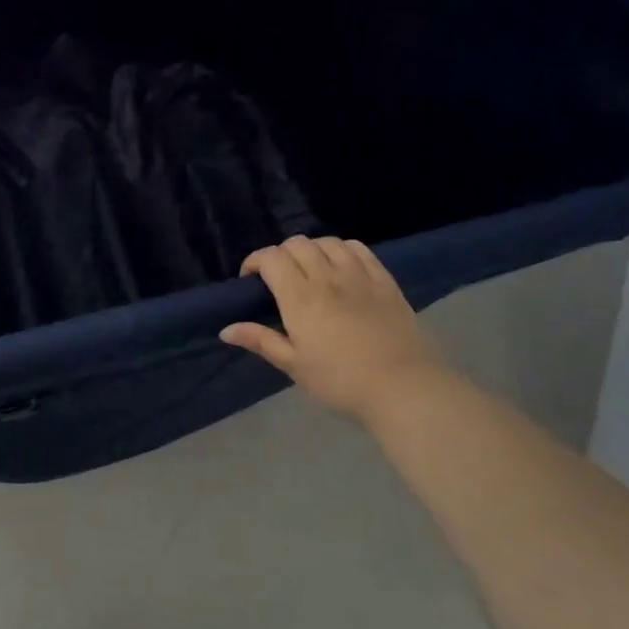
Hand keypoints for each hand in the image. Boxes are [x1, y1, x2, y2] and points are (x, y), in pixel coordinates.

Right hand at [220, 236, 443, 420]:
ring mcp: (359, 275)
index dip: (255, 261)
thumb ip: (261, 340)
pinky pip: (359, 250)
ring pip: (328, 242)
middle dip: (280, 254)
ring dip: (311, 250)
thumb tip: (226, 329)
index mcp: (300, 298)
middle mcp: (327, 277)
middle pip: (297, 244)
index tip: (250, 280)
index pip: (271, 258)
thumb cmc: (339, 380)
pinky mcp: (384, 281)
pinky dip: (342, 250)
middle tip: (278, 278)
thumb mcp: (293, 365)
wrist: (402, 386)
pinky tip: (341, 266)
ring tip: (309, 269)